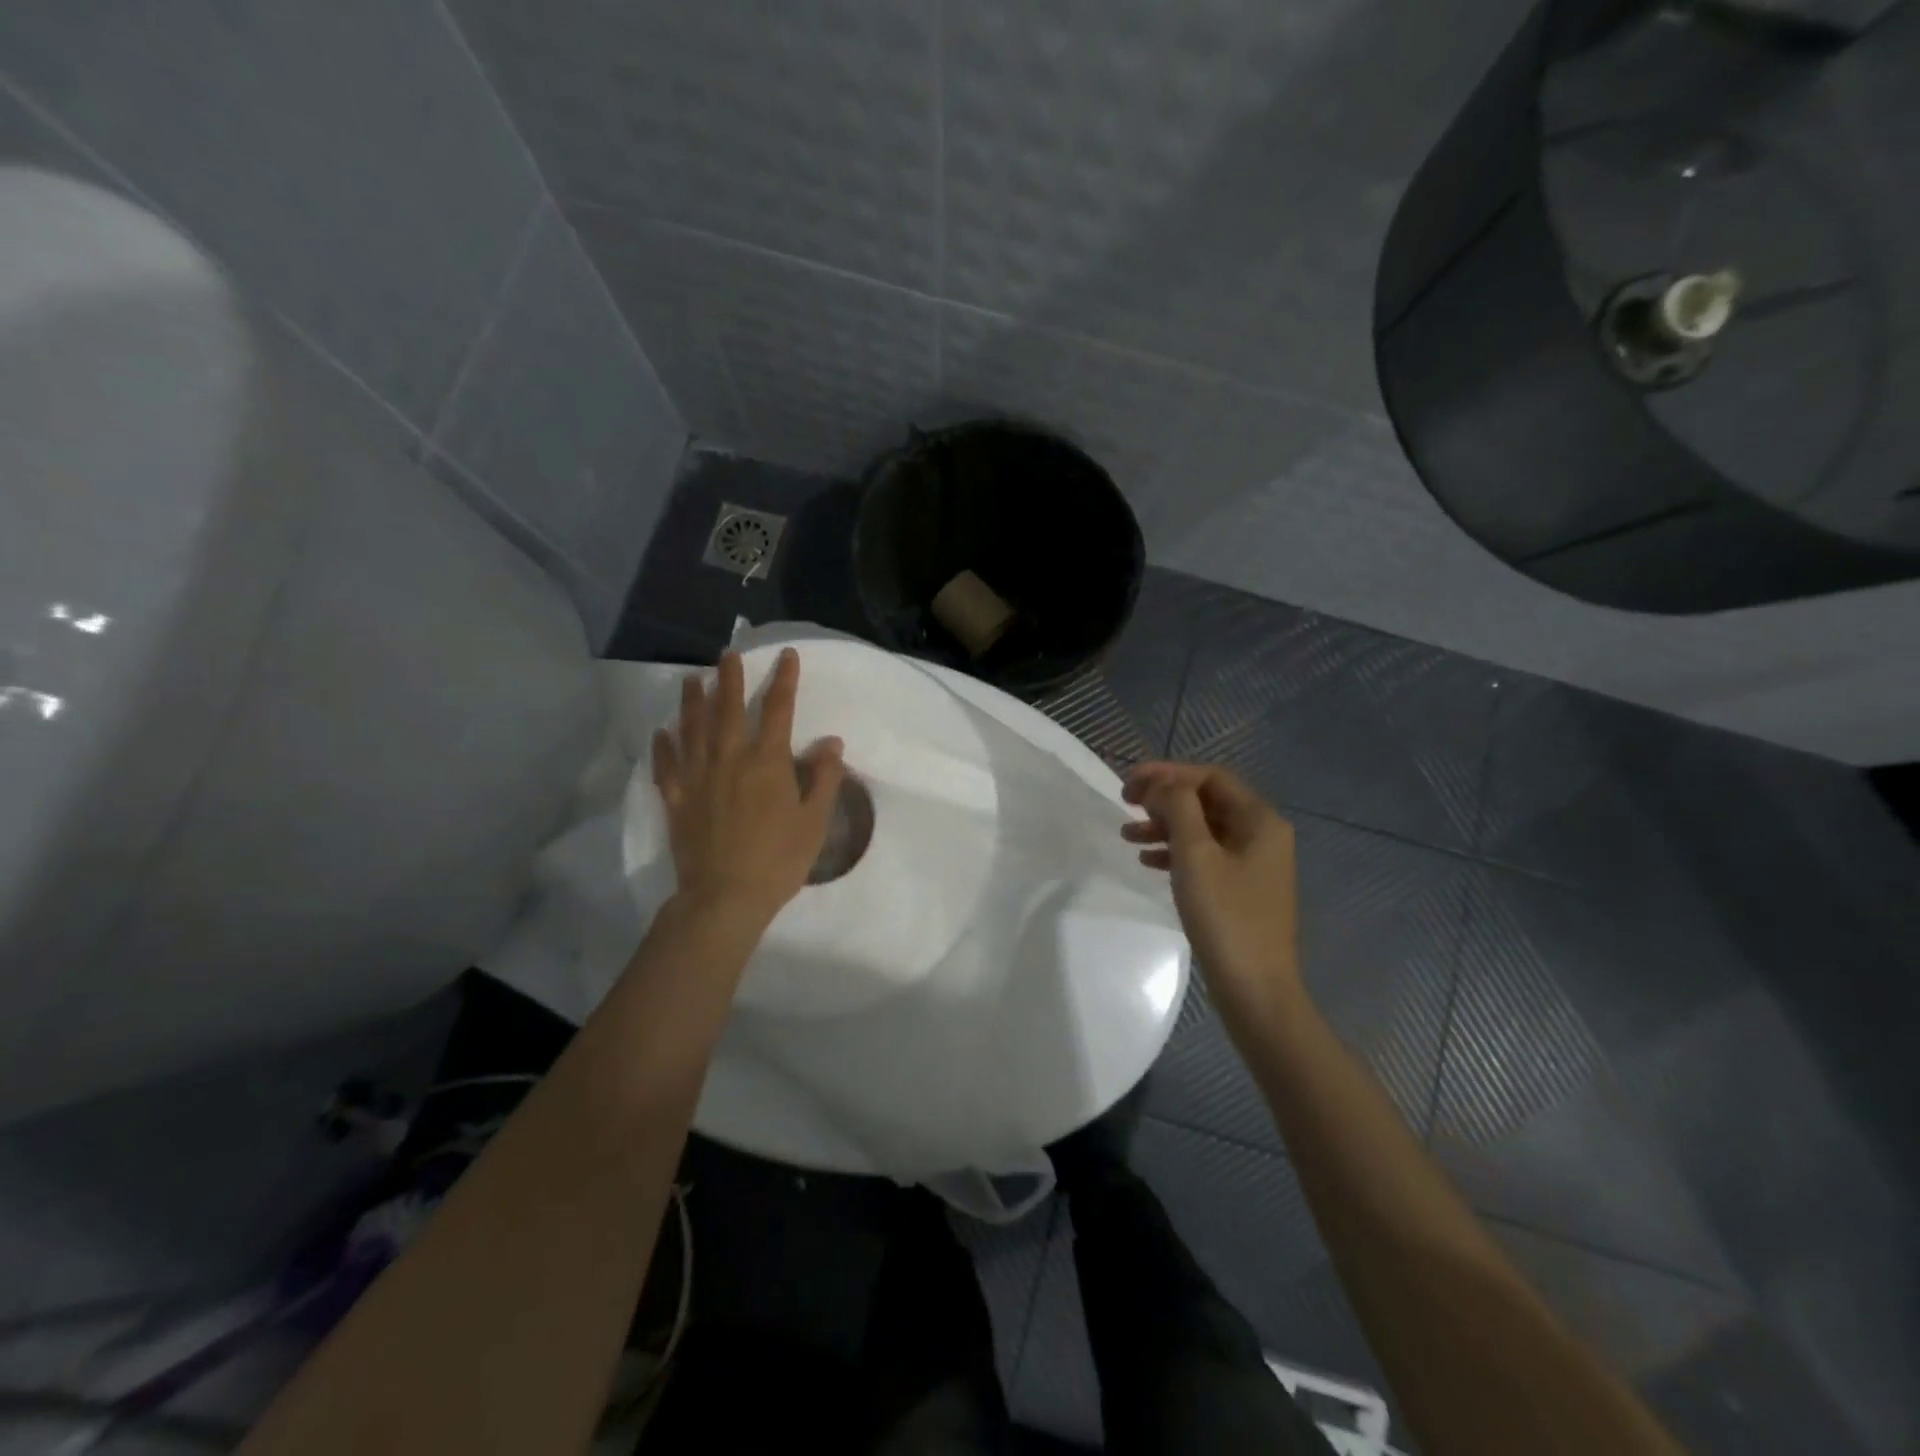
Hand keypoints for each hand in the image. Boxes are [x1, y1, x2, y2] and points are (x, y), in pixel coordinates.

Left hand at [652, 648, 845, 924]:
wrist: (726, 896)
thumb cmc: (779, 859)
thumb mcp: (814, 821)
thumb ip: (824, 778)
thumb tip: (831, 742)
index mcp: (767, 762)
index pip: (778, 709)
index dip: (784, 680)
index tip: (786, 655)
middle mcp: (729, 758)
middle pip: (729, 708)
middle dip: (730, 678)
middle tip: (728, 654)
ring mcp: (698, 777)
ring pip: (693, 728)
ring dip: (693, 700)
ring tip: (692, 678)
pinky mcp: (676, 799)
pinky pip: (667, 765)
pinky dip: (663, 746)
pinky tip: (661, 732)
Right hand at [1122, 762, 1304, 1032]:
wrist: (1256, 989)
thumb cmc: (1226, 916)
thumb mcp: (1196, 855)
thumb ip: (1178, 809)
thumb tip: (1163, 784)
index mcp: (1260, 820)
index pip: (1210, 777)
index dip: (1168, 773)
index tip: (1129, 782)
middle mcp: (1262, 835)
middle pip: (1206, 800)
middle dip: (1164, 798)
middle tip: (1126, 803)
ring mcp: (1253, 863)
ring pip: (1203, 829)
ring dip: (1165, 826)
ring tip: (1127, 835)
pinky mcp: (1241, 889)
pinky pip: (1205, 856)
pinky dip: (1175, 852)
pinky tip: (1147, 861)